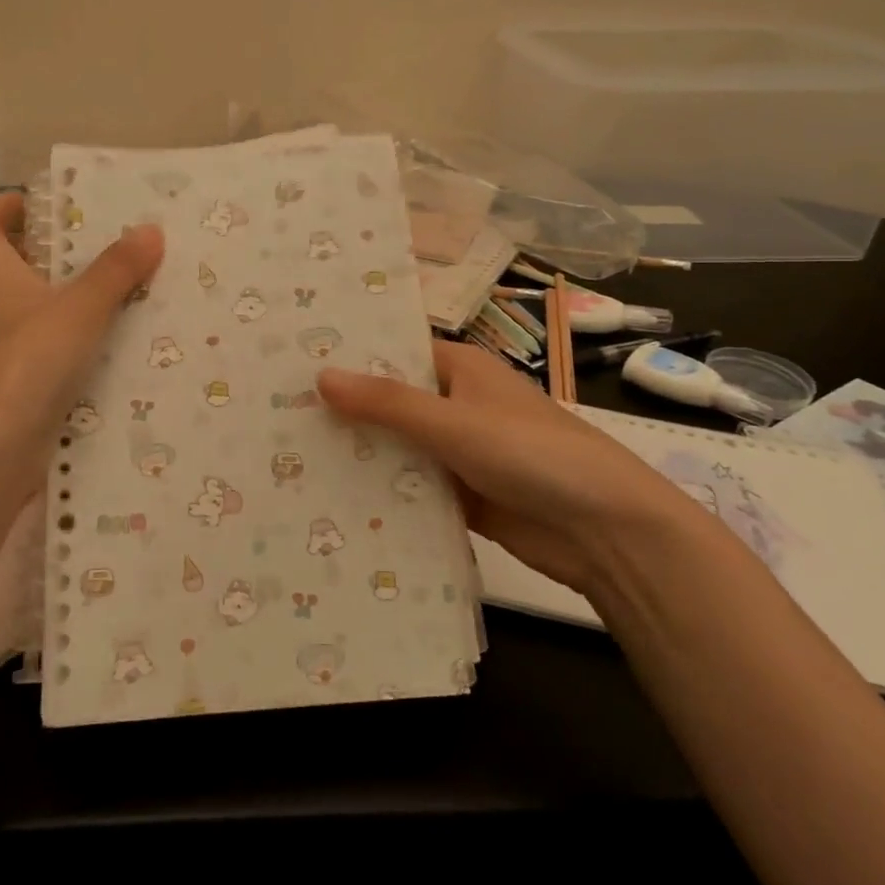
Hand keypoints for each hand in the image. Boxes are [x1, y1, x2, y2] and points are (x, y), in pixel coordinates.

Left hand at [0, 193, 163, 516]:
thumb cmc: (26, 359)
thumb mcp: (80, 308)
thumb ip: (116, 269)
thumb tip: (151, 230)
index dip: (6, 208)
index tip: (42, 200)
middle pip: (11, 263)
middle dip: (50, 248)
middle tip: (100, 238)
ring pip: (32, 306)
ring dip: (66, 294)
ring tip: (118, 282)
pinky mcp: (15, 380)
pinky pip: (45, 344)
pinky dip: (72, 335)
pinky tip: (111, 338)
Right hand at [318, 340, 700, 592]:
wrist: (606, 531)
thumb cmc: (532, 453)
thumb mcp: (454, 422)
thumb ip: (387, 402)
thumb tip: (320, 377)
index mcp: (460, 369)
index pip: (393, 353)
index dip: (349, 358)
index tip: (294, 364)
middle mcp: (456, 405)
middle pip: (390, 404)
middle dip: (346, 412)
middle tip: (278, 415)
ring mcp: (458, 453)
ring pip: (398, 448)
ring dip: (361, 455)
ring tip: (291, 458)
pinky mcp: (462, 496)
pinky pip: (412, 489)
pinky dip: (383, 493)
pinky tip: (334, 500)